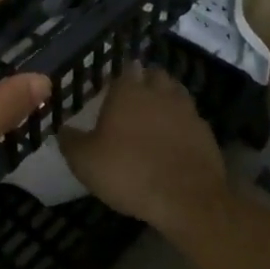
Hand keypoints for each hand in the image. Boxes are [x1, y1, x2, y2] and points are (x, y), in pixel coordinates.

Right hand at [59, 63, 229, 226]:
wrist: (186, 198)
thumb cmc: (129, 172)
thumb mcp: (85, 161)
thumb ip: (71, 141)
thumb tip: (63, 129)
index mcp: (128, 92)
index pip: (125, 69)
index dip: (118, 78)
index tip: (111, 90)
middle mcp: (159, 92)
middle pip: (154, 75)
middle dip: (145, 81)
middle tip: (134, 100)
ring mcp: (186, 110)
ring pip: (176, 92)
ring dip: (166, 99)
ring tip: (155, 117)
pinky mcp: (206, 131)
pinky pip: (191, 118)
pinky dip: (182, 124)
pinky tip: (174, 140)